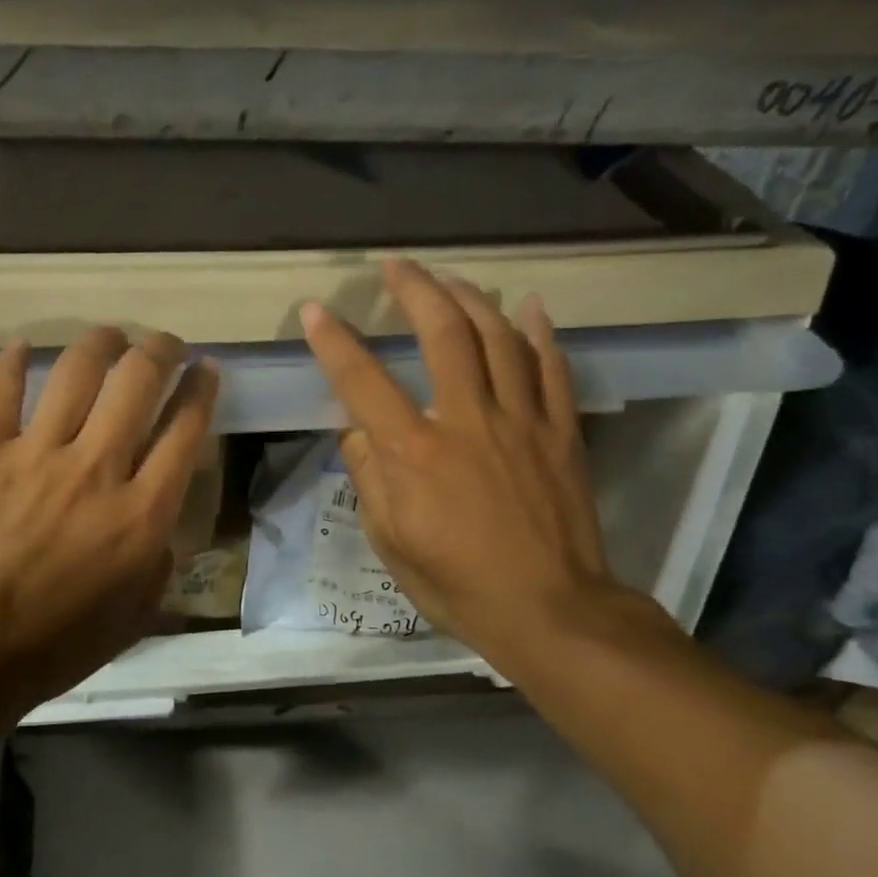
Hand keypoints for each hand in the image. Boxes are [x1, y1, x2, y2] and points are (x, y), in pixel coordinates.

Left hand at [0, 328, 218, 714]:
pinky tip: (23, 348)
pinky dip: (11, 363)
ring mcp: (36, 454)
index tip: (206, 370)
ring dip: (101, 343)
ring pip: (77, 371)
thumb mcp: (134, 617)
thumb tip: (160, 524)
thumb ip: (159, 562)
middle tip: (164, 344)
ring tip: (110, 335)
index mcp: (141, 513)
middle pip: (139, 382)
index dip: (202, 389)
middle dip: (161, 350)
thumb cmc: (54, 646)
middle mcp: (96, 469)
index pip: (186, 429)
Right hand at [301, 258, 641, 674]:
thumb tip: (358, 433)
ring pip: (500, 338)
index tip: (316, 310)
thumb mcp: (391, 542)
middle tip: (397, 265)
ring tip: (451, 280)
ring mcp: (522, 422)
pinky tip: (529, 307)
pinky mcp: (561, 433)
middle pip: (444, 334)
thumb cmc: (458, 584)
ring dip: (472, 299)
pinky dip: (541, 333)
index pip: (363, 381)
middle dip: (416, 290)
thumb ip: (370, 479)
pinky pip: (553, 369)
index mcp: (415, 452)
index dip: (334, 341)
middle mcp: (467, 421)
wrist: (550, 611)